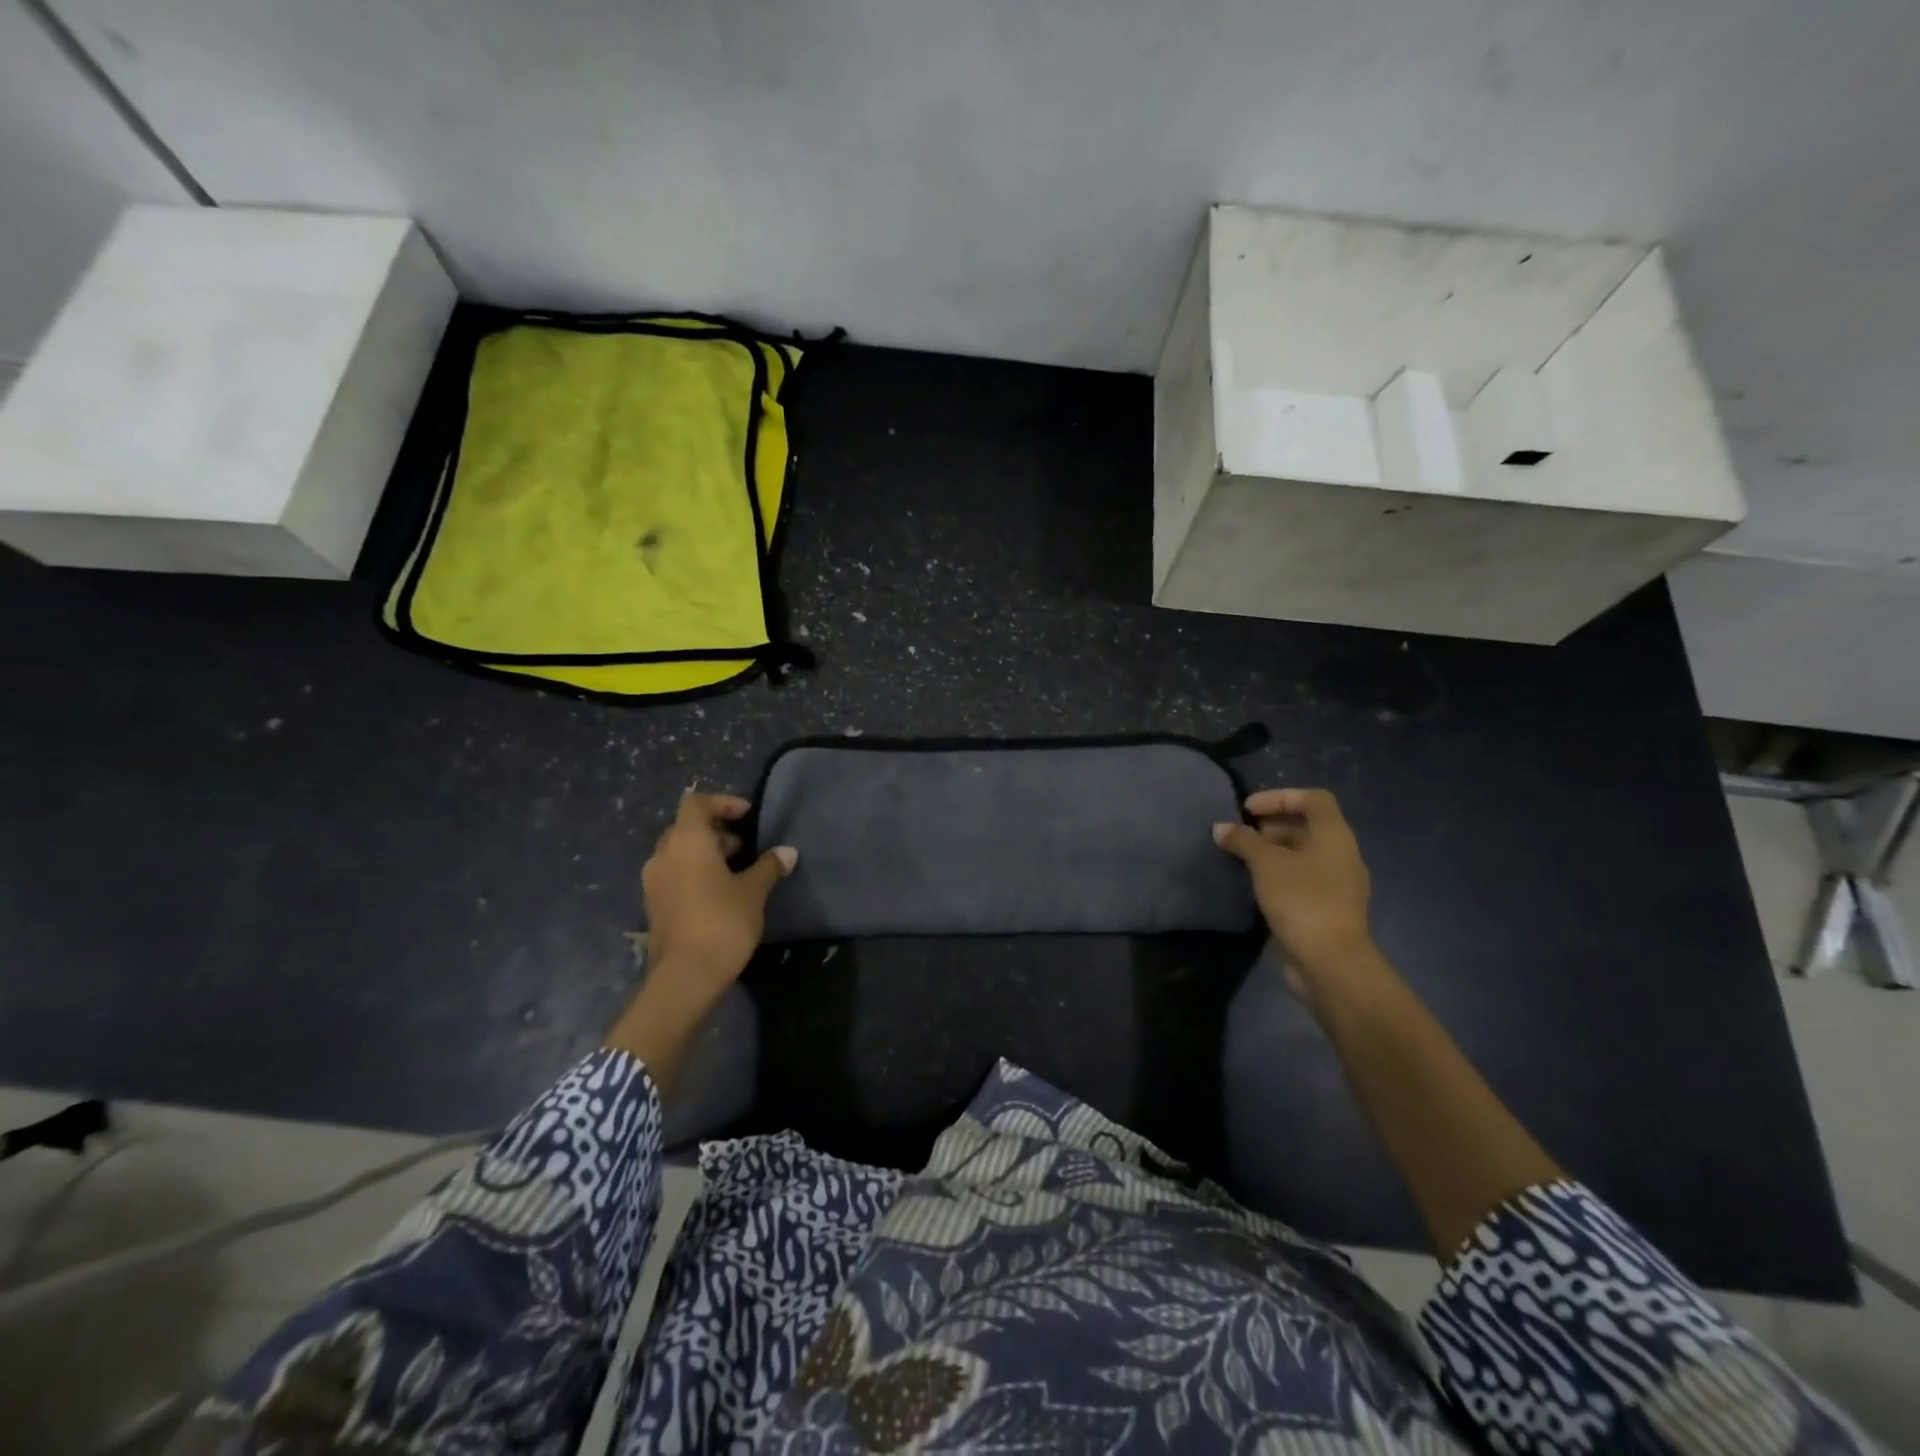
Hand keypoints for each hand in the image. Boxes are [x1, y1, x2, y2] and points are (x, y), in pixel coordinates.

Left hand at [640, 792, 796, 1002]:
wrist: (685, 977)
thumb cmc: (722, 922)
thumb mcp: (753, 892)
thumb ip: (769, 866)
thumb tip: (788, 852)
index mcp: (686, 841)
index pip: (697, 803)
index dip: (723, 803)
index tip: (747, 815)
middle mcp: (663, 855)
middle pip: (686, 827)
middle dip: (715, 830)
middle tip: (745, 845)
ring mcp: (653, 881)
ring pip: (679, 852)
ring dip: (705, 853)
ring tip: (736, 869)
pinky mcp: (653, 905)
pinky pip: (674, 874)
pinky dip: (694, 872)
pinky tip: (719, 892)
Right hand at [1214, 788, 1376, 996]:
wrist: (1331, 963)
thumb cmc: (1302, 900)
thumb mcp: (1266, 863)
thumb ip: (1243, 840)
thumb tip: (1221, 828)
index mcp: (1335, 836)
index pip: (1313, 799)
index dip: (1280, 796)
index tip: (1248, 810)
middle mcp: (1342, 855)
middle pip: (1308, 827)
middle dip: (1272, 826)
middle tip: (1241, 835)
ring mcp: (1338, 885)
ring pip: (1304, 856)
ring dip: (1273, 852)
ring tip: (1242, 860)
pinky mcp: (1328, 909)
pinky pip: (1302, 880)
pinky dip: (1279, 875)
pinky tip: (1255, 886)